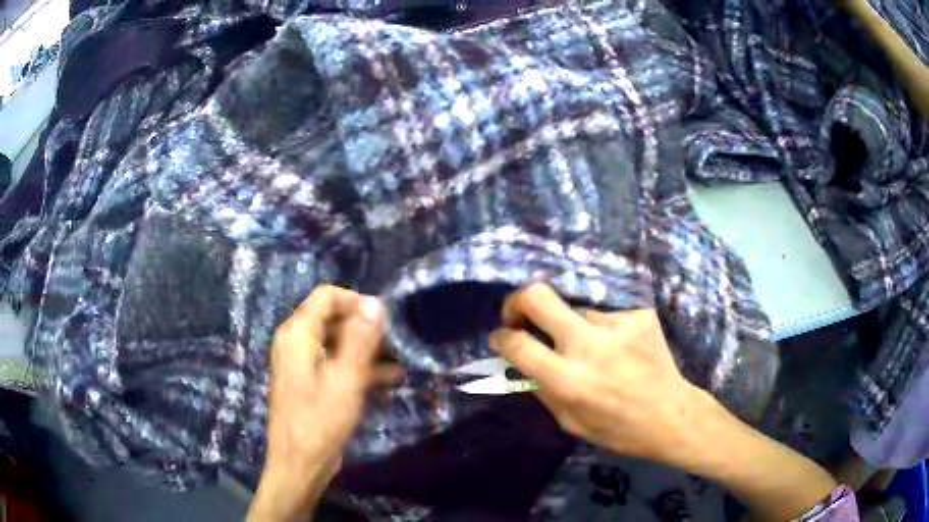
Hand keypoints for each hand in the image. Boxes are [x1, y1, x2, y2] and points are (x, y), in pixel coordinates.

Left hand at [248, 285, 399, 521]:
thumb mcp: (345, 379)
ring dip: (367, 349)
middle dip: (366, 327)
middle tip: (397, 343)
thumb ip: (361, 339)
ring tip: (400, 359)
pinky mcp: (310, 382)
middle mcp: (295, 342)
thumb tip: (376, 303)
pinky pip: (335, 363)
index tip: (386, 321)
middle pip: (333, 317)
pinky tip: (389, 378)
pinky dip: (359, 367)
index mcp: (297, 333)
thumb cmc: (319, 422)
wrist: (299, 465)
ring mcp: (302, 363)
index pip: (327, 296)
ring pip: (337, 342)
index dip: (357, 302)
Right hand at [489, 283, 718, 469]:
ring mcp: (617, 325)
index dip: (501, 337)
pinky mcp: (638, 316)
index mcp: (568, 379)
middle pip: (538, 296)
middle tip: (519, 314)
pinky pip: (607, 317)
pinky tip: (622, 352)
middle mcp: (588, 345)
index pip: (517, 343)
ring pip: (577, 312)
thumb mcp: (570, 422)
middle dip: (518, 301)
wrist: (672, 415)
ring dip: (575, 329)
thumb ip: (542, 390)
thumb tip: (520, 361)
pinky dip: (605, 333)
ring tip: (597, 353)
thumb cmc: (618, 429)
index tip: (500, 337)